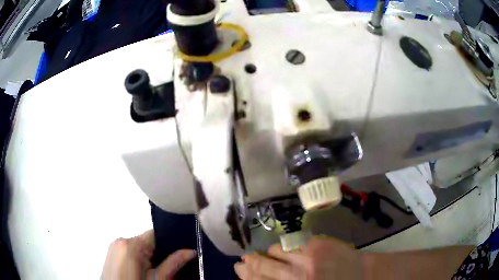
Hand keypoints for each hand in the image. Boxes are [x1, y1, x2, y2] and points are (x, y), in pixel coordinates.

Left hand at [102, 229, 196, 279]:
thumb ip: (174, 264)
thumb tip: (190, 251)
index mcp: (131, 244)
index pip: (157, 234)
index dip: (171, 245)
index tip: (179, 254)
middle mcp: (120, 241)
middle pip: (148, 242)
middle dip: (159, 254)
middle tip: (166, 270)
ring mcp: (114, 247)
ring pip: (139, 247)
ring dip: (149, 258)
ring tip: (152, 274)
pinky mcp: (111, 254)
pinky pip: (129, 251)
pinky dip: (138, 260)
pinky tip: (142, 273)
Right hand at [234, 236, 362, 279]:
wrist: (363, 276)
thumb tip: (261, 278)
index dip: (247, 276)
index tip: (238, 270)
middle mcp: (297, 275)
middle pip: (263, 267)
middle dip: (249, 264)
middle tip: (241, 261)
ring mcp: (307, 258)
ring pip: (275, 252)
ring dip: (268, 255)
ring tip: (266, 256)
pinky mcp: (317, 244)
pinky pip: (291, 243)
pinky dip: (284, 248)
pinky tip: (283, 250)